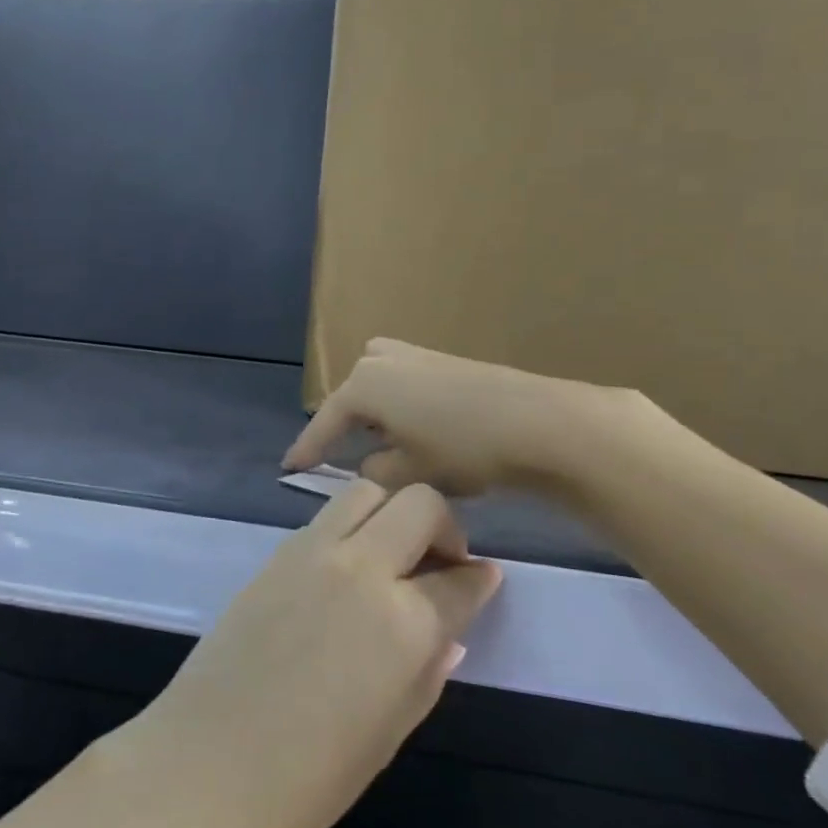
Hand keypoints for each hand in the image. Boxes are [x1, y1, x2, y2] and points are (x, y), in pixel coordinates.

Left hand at [113, 481, 501, 827]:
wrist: (207, 762)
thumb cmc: (309, 776)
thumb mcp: (390, 732)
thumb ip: (426, 672)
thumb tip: (448, 633)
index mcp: (404, 622)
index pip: (460, 581)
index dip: (480, 580)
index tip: (485, 579)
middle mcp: (362, 568)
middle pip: (420, 504)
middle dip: (444, 526)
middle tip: (441, 562)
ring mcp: (313, 552)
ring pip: (367, 492)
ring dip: (392, 511)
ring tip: (392, 553)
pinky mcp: (275, 553)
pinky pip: (325, 518)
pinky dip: (350, 527)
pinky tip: (346, 568)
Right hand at [286, 338, 640, 497]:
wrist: (538, 422)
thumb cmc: (463, 449)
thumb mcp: (409, 474)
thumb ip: (374, 474)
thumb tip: (369, 467)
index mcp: (363, 385)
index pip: (326, 422)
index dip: (308, 449)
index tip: (289, 469)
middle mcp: (380, 359)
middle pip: (351, 396)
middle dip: (345, 425)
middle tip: (342, 456)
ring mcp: (414, 353)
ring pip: (378, 384)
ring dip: (375, 411)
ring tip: (384, 442)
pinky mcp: (442, 358)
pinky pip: (403, 380)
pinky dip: (400, 403)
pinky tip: (418, 427)